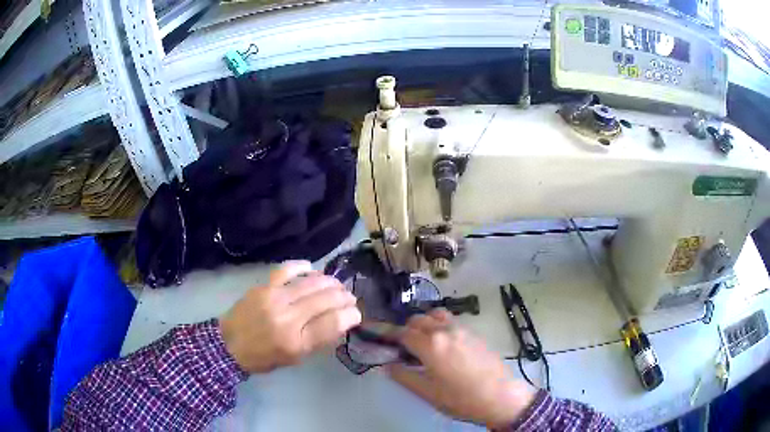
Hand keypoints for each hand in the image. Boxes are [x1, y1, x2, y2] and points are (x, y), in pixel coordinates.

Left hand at [219, 261, 361, 372]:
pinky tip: (313, 269)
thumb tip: (341, 322)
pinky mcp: (264, 286)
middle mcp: (287, 318)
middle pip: (325, 299)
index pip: (333, 323)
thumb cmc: (264, 357)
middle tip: (349, 298)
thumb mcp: (295, 358)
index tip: (356, 313)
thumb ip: (319, 340)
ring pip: (311, 283)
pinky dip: (303, 267)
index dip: (351, 315)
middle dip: (344, 296)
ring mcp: (274, 298)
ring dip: (330, 282)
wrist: (230, 344)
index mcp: (296, 342)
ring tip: (337, 285)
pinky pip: (287, 269)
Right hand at [387, 310, 535, 428]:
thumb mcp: (427, 393)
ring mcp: (462, 329)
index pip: (402, 333)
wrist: (500, 396)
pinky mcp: (474, 333)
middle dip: (406, 330)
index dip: (388, 335)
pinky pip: (451, 321)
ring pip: (436, 316)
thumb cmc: (460, 398)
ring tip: (424, 343)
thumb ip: (403, 376)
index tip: (379, 338)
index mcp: (430, 344)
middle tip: (403, 349)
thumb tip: (387, 365)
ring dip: (424, 324)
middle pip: (418, 320)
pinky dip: (440, 325)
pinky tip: (444, 345)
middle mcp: (445, 330)